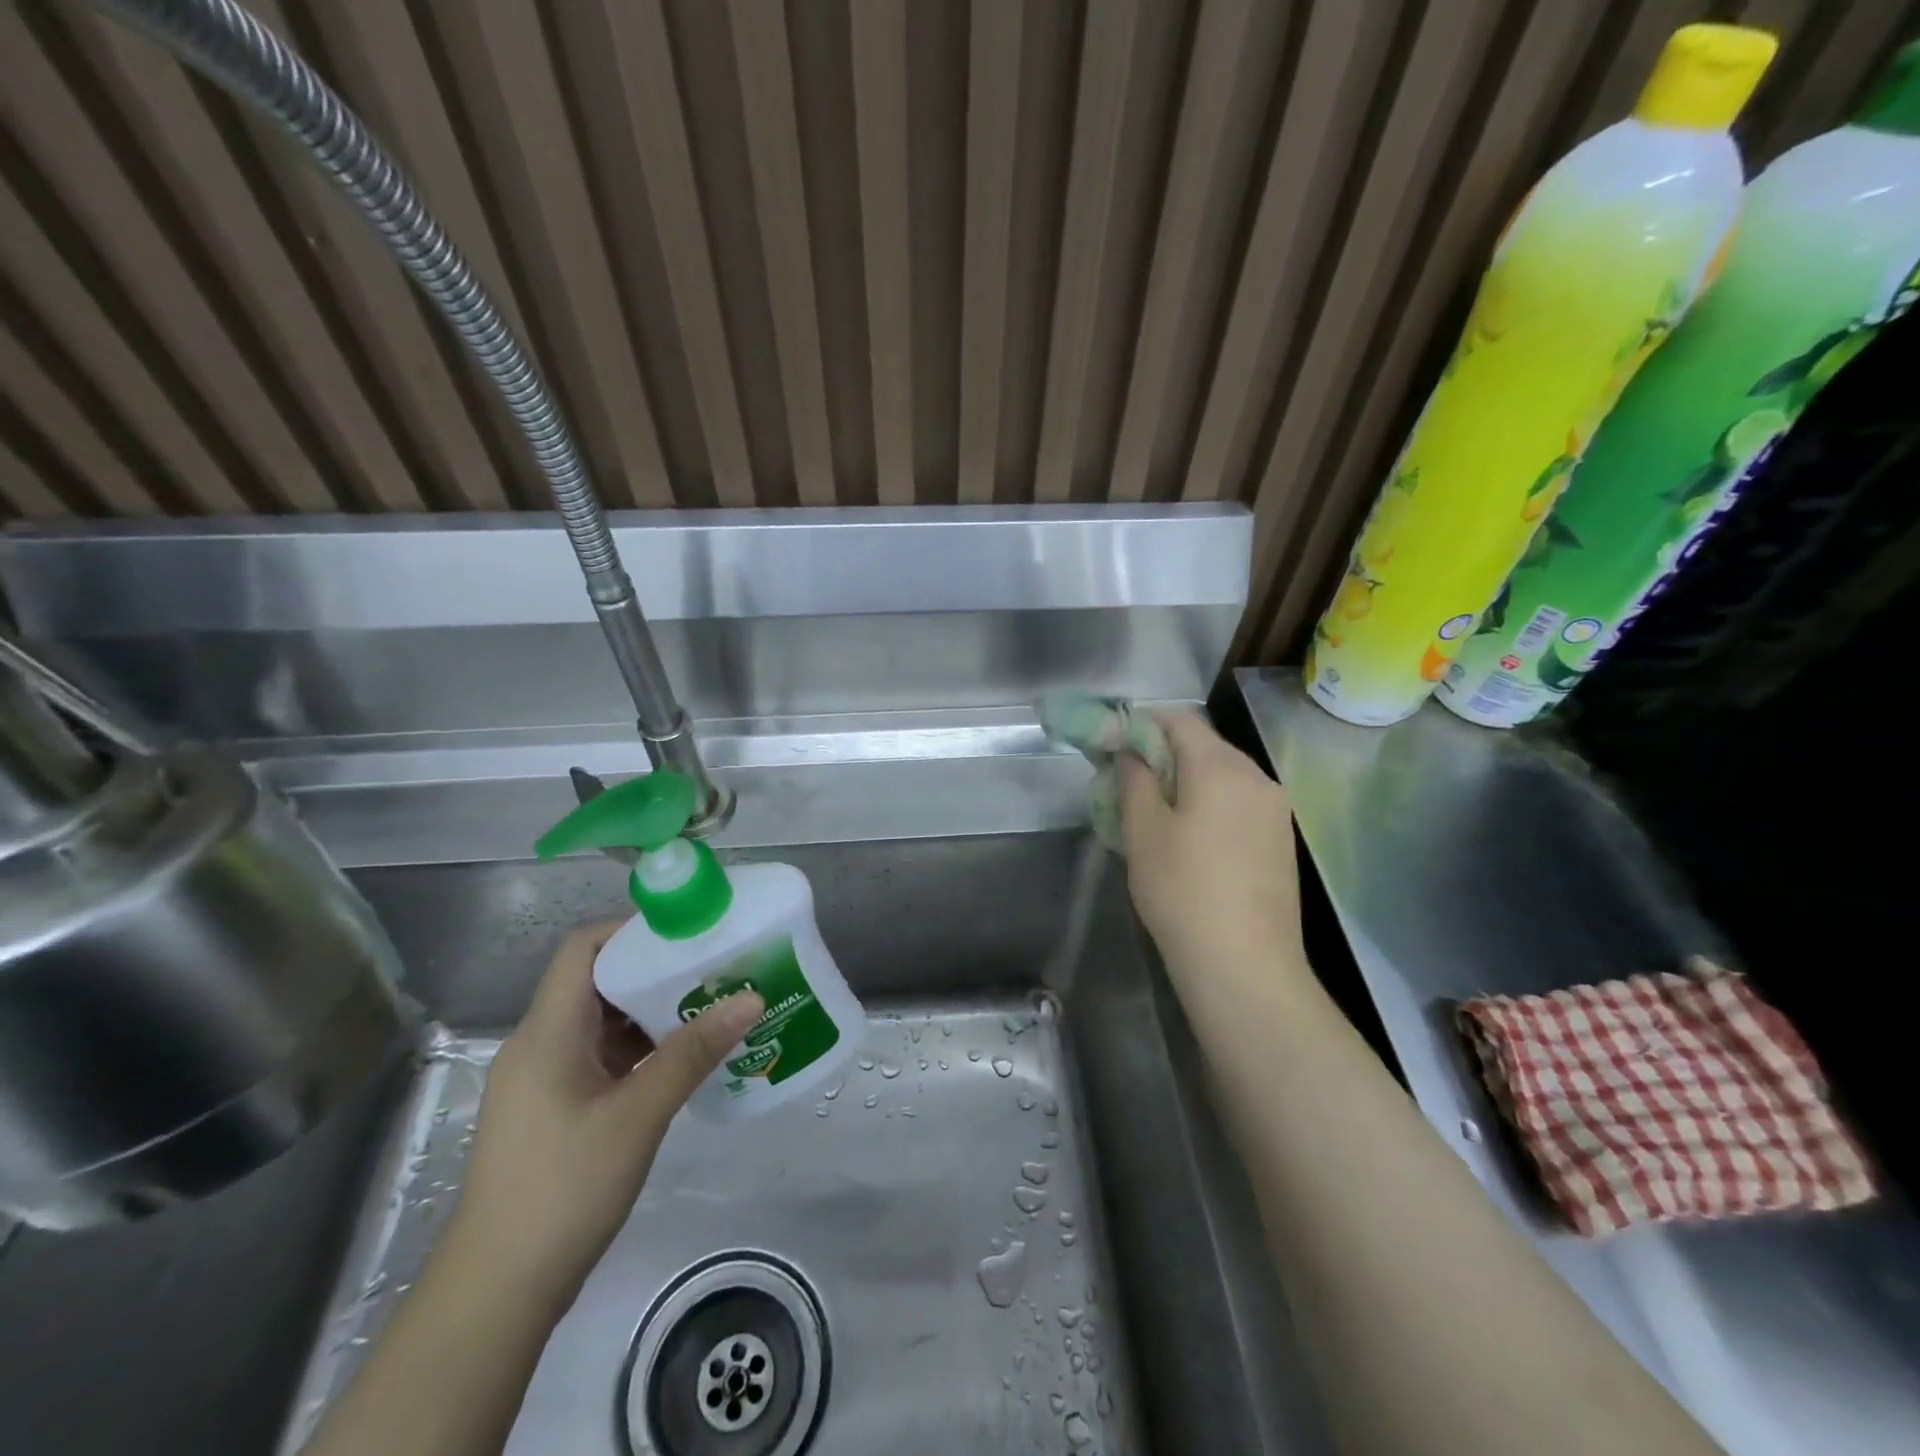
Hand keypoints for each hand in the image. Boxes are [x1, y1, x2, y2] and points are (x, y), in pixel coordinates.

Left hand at [448, 922, 762, 1312]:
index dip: (632, 929)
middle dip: (655, 969)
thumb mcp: (637, 1116)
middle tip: (713, 967)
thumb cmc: (563, 1190)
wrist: (498, 1292)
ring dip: (651, 1011)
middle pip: (597, 980)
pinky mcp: (554, 1107)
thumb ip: (693, 1054)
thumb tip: (750, 998)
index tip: (689, 931)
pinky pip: (601, 1055)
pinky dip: (640, 1047)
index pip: (583, 949)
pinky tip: (683, 1058)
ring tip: (709, 1006)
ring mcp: (544, 1079)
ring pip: (602, 1020)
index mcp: (547, 1033)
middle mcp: (540, 1044)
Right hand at [1118, 712, 1304, 984]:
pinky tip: (1189, 838)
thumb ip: (1134, 779)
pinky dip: (1209, 803)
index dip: (1140, 723)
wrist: (1245, 966)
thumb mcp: (1143, 831)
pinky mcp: (1280, 841)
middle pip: (1204, 745)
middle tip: (1126, 780)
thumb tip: (1130, 751)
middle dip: (1162, 752)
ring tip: (1154, 812)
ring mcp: (1275, 810)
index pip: (1179, 719)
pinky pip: (1239, 803)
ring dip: (1186, 780)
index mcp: (1222, 768)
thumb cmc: (1182, 891)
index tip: (1111, 744)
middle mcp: (1257, 778)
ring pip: (1223, 775)